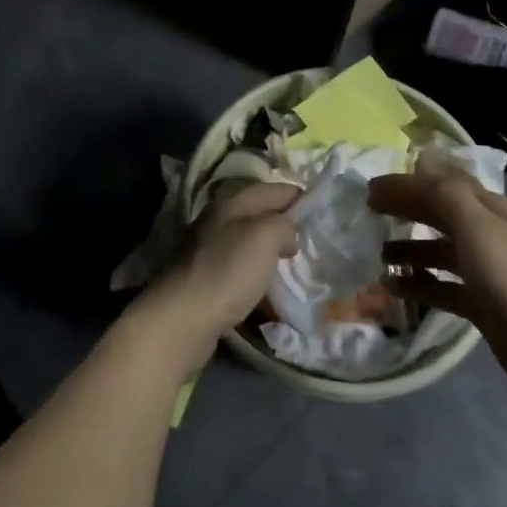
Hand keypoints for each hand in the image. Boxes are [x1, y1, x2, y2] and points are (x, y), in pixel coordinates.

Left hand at [134, 182, 297, 373]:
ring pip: (249, 239)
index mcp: (231, 202)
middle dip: (285, 223)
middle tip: (313, 240)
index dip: (299, 196)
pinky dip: (256, 270)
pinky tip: (266, 284)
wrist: (182, 318)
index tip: (324, 211)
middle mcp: (217, 219)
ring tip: (294, 263)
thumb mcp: (264, 237)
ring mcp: (208, 247)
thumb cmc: (227, 271)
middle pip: (259, 212)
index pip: (273, 189)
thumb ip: (283, 224)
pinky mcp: (205, 276)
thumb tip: (288, 232)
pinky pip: (239, 264)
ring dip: (270, 248)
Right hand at [369, 158, 506, 405]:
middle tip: (367, 214)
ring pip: (438, 252)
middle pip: (439, 215)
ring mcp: (484, 270)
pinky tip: (393, 287)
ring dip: (408, 249)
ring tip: (377, 254)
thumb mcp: (475, 225)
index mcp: (490, 210)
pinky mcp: (480, 303)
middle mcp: (487, 234)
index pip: (442, 185)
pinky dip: (418, 284)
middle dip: (405, 211)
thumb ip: (445, 191)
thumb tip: (421, 155)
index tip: (371, 188)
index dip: (407, 183)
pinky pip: (441, 286)